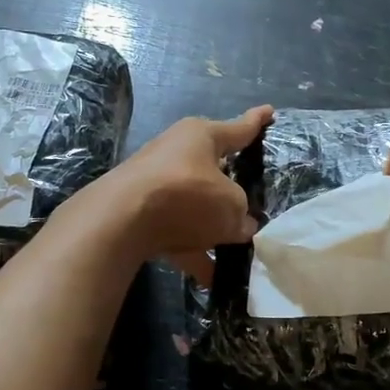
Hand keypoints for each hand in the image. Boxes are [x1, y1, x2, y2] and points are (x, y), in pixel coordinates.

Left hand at [95, 105, 272, 280]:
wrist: (120, 221)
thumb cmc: (186, 195)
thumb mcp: (231, 205)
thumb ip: (241, 214)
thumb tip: (240, 225)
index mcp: (201, 136)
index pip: (238, 128)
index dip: (256, 122)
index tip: (270, 110)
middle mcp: (176, 152)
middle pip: (212, 169)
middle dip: (231, 188)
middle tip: (251, 201)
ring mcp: (155, 182)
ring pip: (193, 204)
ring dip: (211, 227)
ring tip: (236, 249)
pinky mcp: (139, 212)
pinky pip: (176, 232)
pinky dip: (193, 252)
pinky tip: (211, 278)